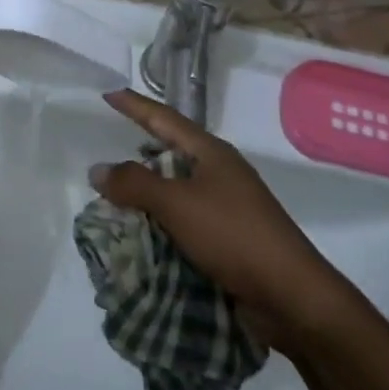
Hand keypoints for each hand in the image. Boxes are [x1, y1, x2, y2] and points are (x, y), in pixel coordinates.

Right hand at [91, 89, 354, 344]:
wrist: (290, 296)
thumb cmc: (233, 235)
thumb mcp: (177, 204)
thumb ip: (135, 184)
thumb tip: (97, 169)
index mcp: (212, 153)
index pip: (165, 119)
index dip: (135, 105)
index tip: (110, 93)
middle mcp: (220, 173)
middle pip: (172, 152)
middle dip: (140, 152)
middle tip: (108, 150)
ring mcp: (227, 206)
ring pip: (176, 189)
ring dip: (147, 194)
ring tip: (114, 197)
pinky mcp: (228, 238)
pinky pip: (184, 220)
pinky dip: (160, 222)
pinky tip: (141, 233)